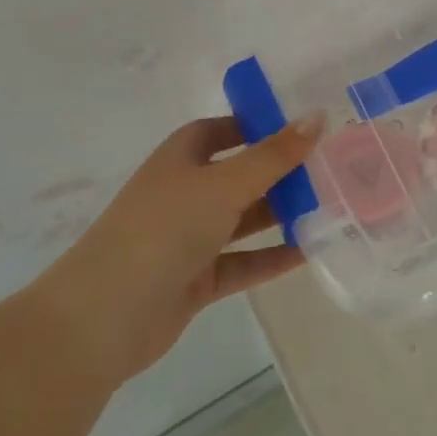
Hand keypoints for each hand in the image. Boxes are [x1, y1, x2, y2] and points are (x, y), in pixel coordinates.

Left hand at [30, 113, 322, 385]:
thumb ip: (274, 155)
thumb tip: (318, 116)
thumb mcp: (224, 184)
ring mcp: (189, 239)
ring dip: (282, 213)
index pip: (221, 130)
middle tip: (331, 166)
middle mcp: (184, 194)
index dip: (256, 124)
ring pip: (244, 219)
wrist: (103, 318)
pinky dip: (273, 256)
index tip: (301, 125)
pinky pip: (244, 261)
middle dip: (280, 171)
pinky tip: (312, 251)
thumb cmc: (163, 230)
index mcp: (181, 159)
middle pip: (239, 174)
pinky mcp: (196, 279)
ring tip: (333, 205)